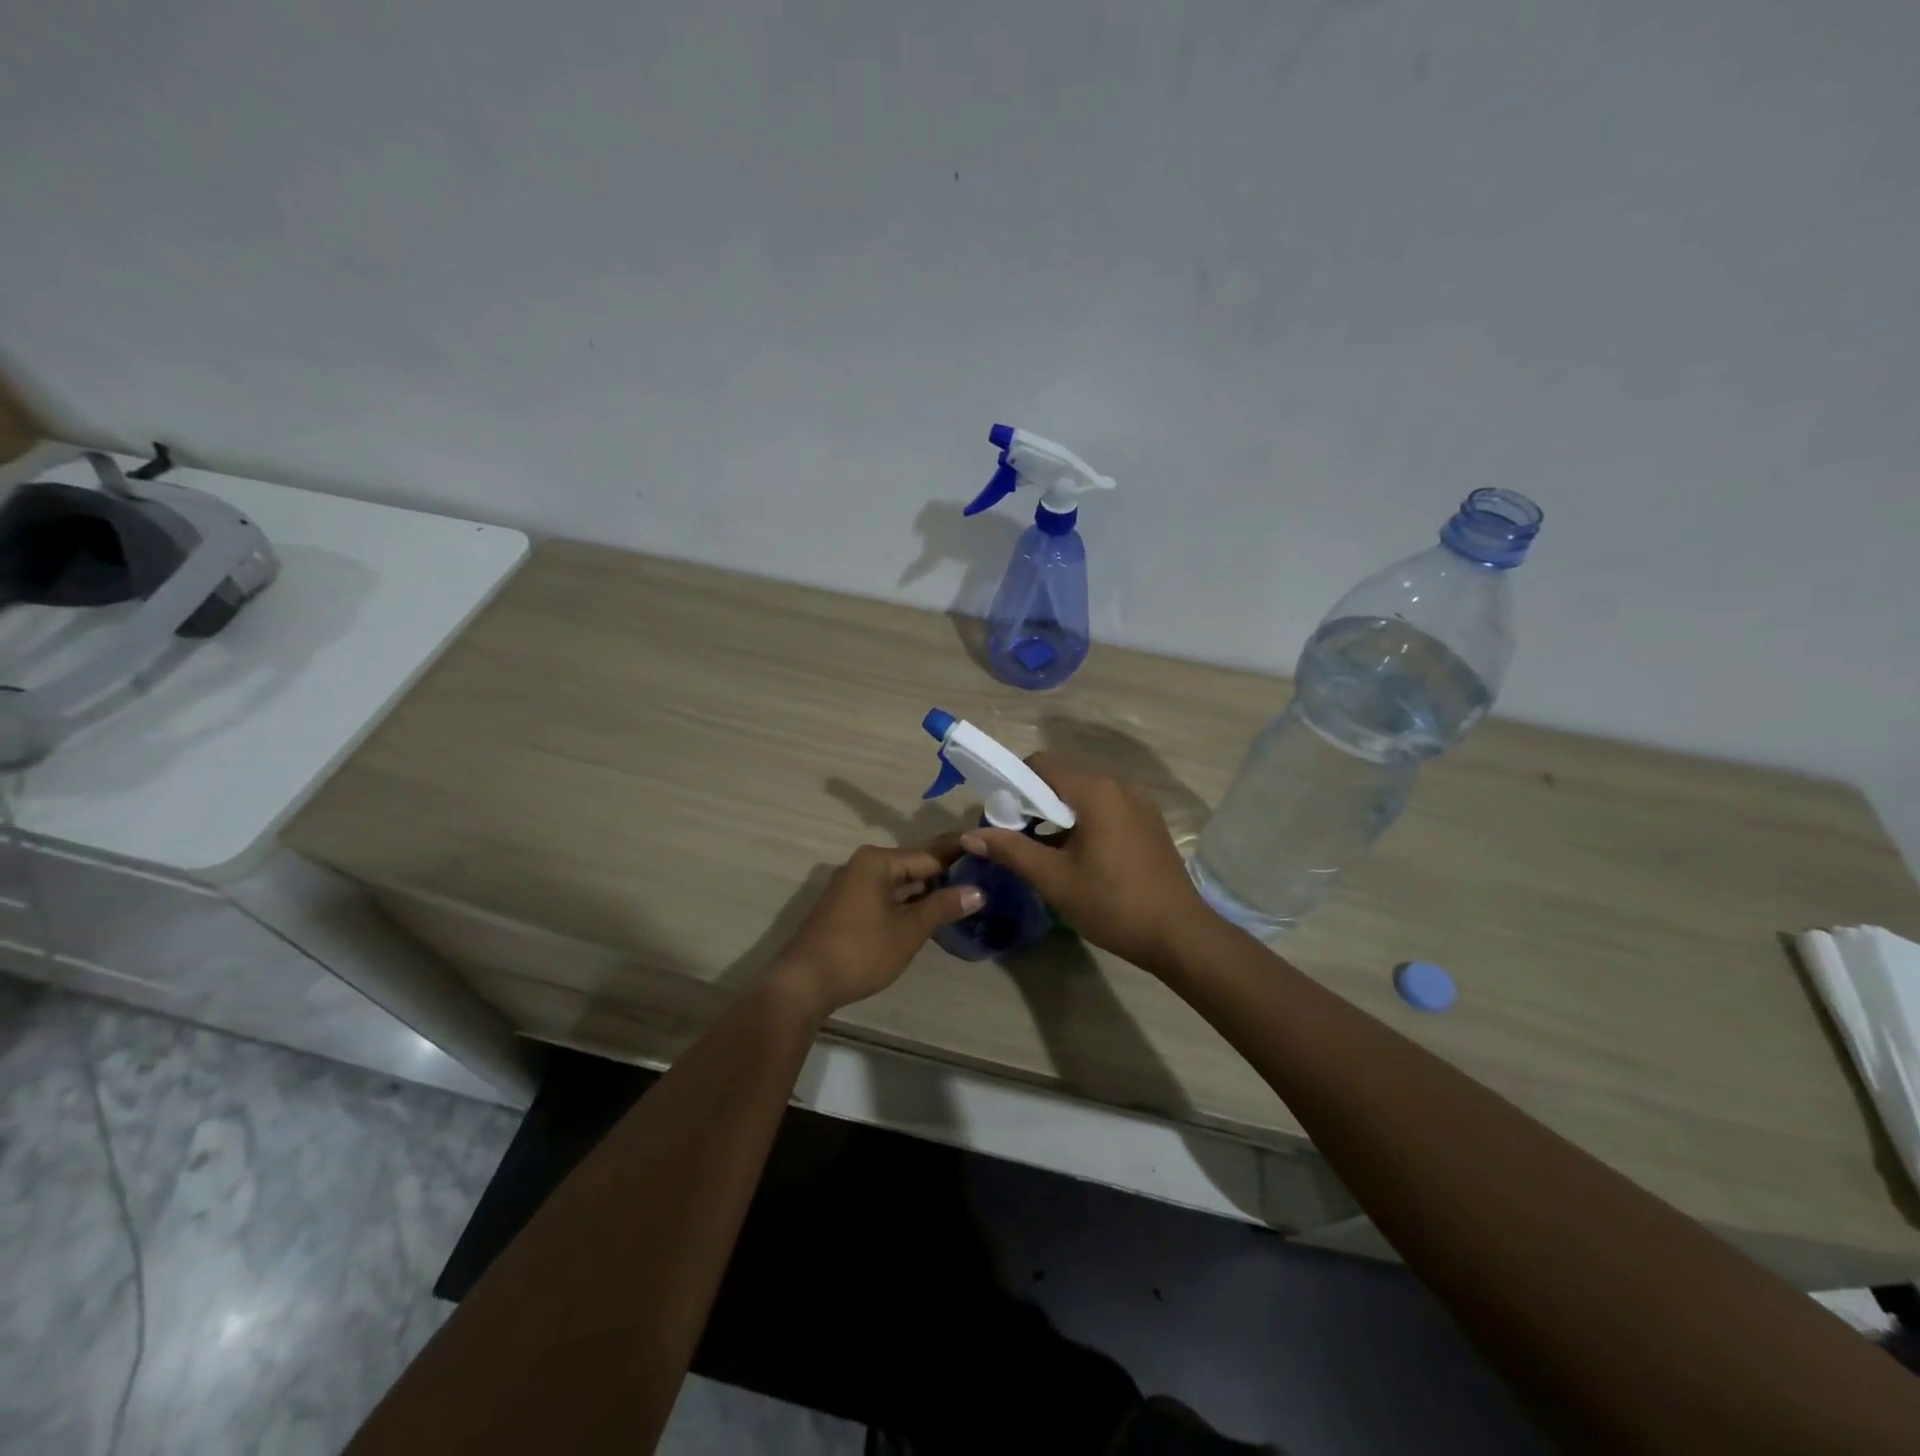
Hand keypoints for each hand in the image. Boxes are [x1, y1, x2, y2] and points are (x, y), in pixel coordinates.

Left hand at [769, 842, 981, 1019]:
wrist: (804, 983)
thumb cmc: (861, 950)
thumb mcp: (909, 930)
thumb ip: (943, 906)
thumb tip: (978, 891)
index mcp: (877, 861)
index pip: (928, 856)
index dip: (959, 861)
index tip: (987, 863)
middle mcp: (862, 865)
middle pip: (912, 868)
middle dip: (943, 879)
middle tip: (981, 885)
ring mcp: (851, 887)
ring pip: (898, 885)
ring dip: (924, 895)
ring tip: (961, 902)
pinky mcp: (845, 908)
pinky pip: (884, 898)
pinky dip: (905, 905)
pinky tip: (927, 917)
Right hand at [960, 753, 1209, 972]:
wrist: (1178, 934)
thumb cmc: (1112, 903)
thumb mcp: (1054, 879)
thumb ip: (1011, 850)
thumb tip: (971, 836)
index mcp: (1095, 790)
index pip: (1041, 764)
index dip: (1014, 784)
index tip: (1000, 816)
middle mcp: (1119, 784)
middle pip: (1063, 776)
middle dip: (1034, 800)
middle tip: (1016, 837)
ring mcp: (1138, 802)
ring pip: (1084, 793)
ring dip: (1058, 812)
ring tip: (1043, 850)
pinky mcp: (1148, 821)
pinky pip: (1105, 807)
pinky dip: (1083, 820)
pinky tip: (1077, 855)